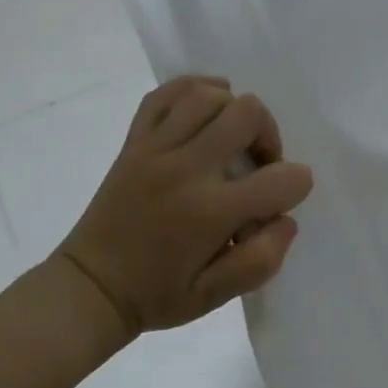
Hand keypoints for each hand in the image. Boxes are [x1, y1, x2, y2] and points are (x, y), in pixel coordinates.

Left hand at [55, 77, 313, 336]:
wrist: (90, 287)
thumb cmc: (158, 294)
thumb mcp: (217, 296)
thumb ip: (261, 260)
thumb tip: (284, 219)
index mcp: (210, 212)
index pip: (280, 179)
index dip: (297, 185)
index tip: (284, 199)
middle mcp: (184, 169)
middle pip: (247, 113)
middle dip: (268, 135)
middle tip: (257, 165)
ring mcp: (154, 149)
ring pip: (208, 95)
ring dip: (232, 111)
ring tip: (230, 139)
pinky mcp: (134, 141)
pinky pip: (165, 95)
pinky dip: (193, 91)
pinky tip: (204, 110)